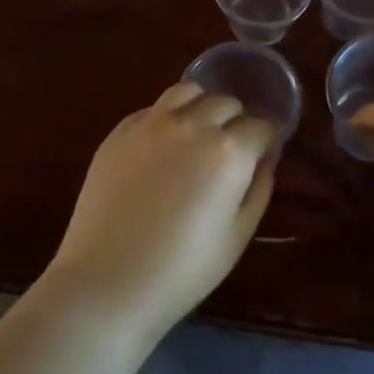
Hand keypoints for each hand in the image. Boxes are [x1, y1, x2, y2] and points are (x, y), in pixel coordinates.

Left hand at [43, 83, 276, 339]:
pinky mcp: (119, 131)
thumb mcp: (237, 236)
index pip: (261, 126)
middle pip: (227, 103)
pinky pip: (153, 109)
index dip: (266, 140)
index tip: (262, 154)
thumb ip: (258, 189)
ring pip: (188, 92)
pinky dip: (167, 117)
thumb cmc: (182, 270)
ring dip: (201, 107)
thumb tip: (264, 160)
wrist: (108, 281)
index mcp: (229, 151)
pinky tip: (162, 145)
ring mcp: (152, 123)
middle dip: (236, 122)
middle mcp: (193, 125)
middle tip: (230, 151)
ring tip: (197, 133)